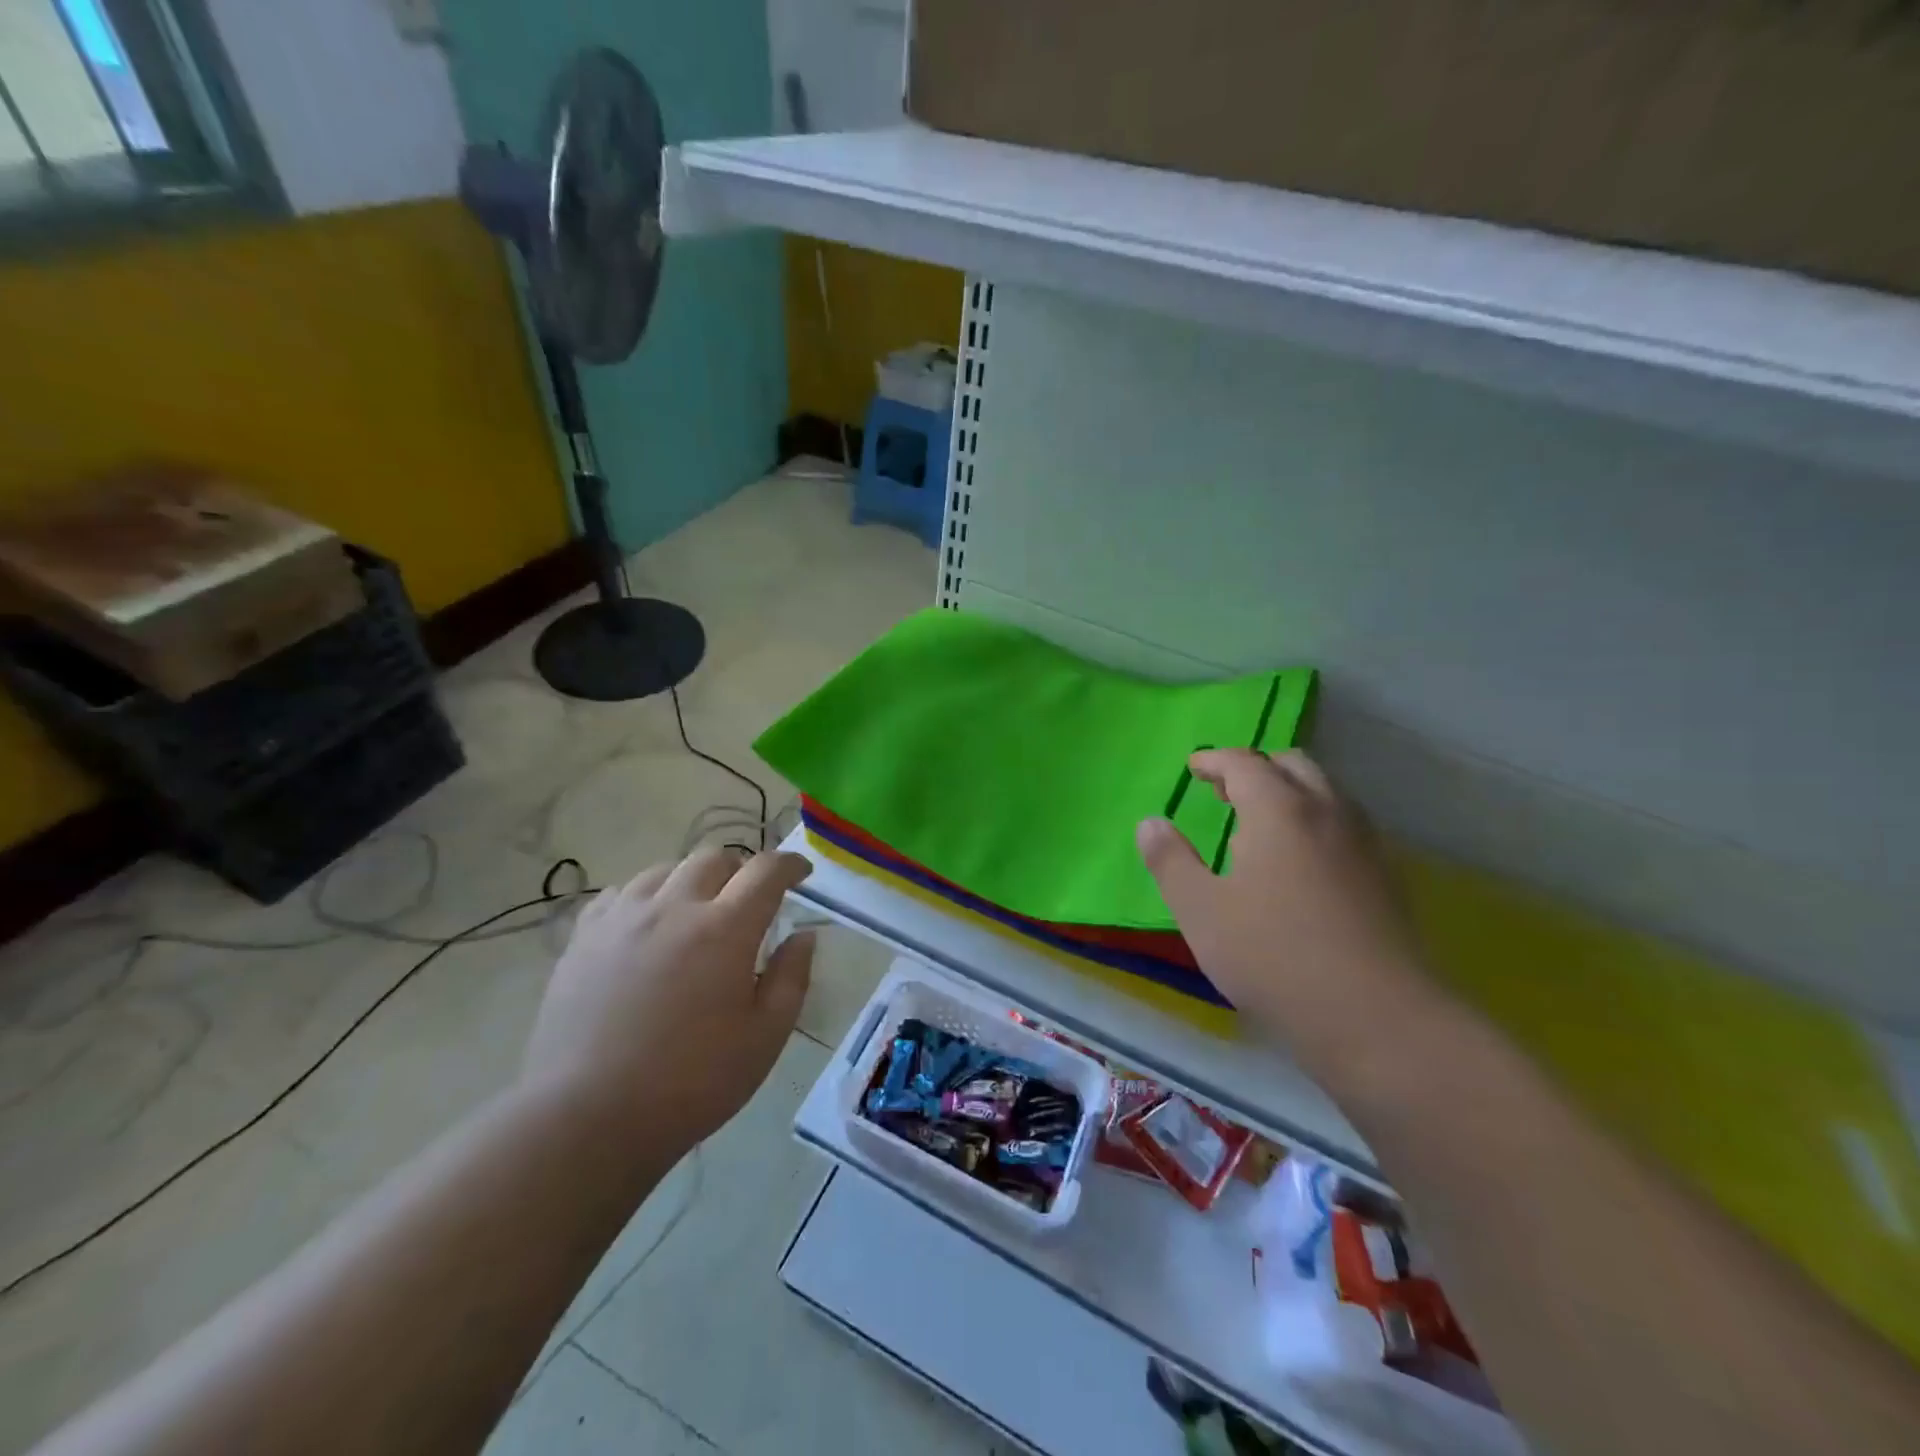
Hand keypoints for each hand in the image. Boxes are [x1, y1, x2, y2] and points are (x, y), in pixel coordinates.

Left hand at [520, 849, 815, 1155]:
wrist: (588, 1118)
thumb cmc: (691, 1083)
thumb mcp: (765, 1038)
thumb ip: (791, 978)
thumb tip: (802, 935)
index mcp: (725, 929)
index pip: (766, 871)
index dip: (790, 864)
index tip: (801, 873)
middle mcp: (674, 907)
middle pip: (714, 858)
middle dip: (740, 869)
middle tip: (748, 900)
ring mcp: (622, 918)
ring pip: (664, 869)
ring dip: (691, 880)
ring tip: (695, 912)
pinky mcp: (583, 937)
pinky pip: (620, 893)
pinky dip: (645, 897)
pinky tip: (646, 926)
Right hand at [1137, 749, 1436, 1063]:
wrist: (1375, 1016)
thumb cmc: (1273, 955)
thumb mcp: (1201, 911)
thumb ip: (1171, 862)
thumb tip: (1150, 823)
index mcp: (1279, 810)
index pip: (1245, 763)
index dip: (1214, 760)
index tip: (1193, 767)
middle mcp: (1327, 812)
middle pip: (1293, 765)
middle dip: (1256, 768)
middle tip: (1225, 790)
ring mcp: (1363, 843)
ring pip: (1325, 792)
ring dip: (1289, 792)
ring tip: (1258, 823)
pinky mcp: (1385, 876)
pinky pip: (1344, 824)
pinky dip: (1314, 820)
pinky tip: (1299, 862)